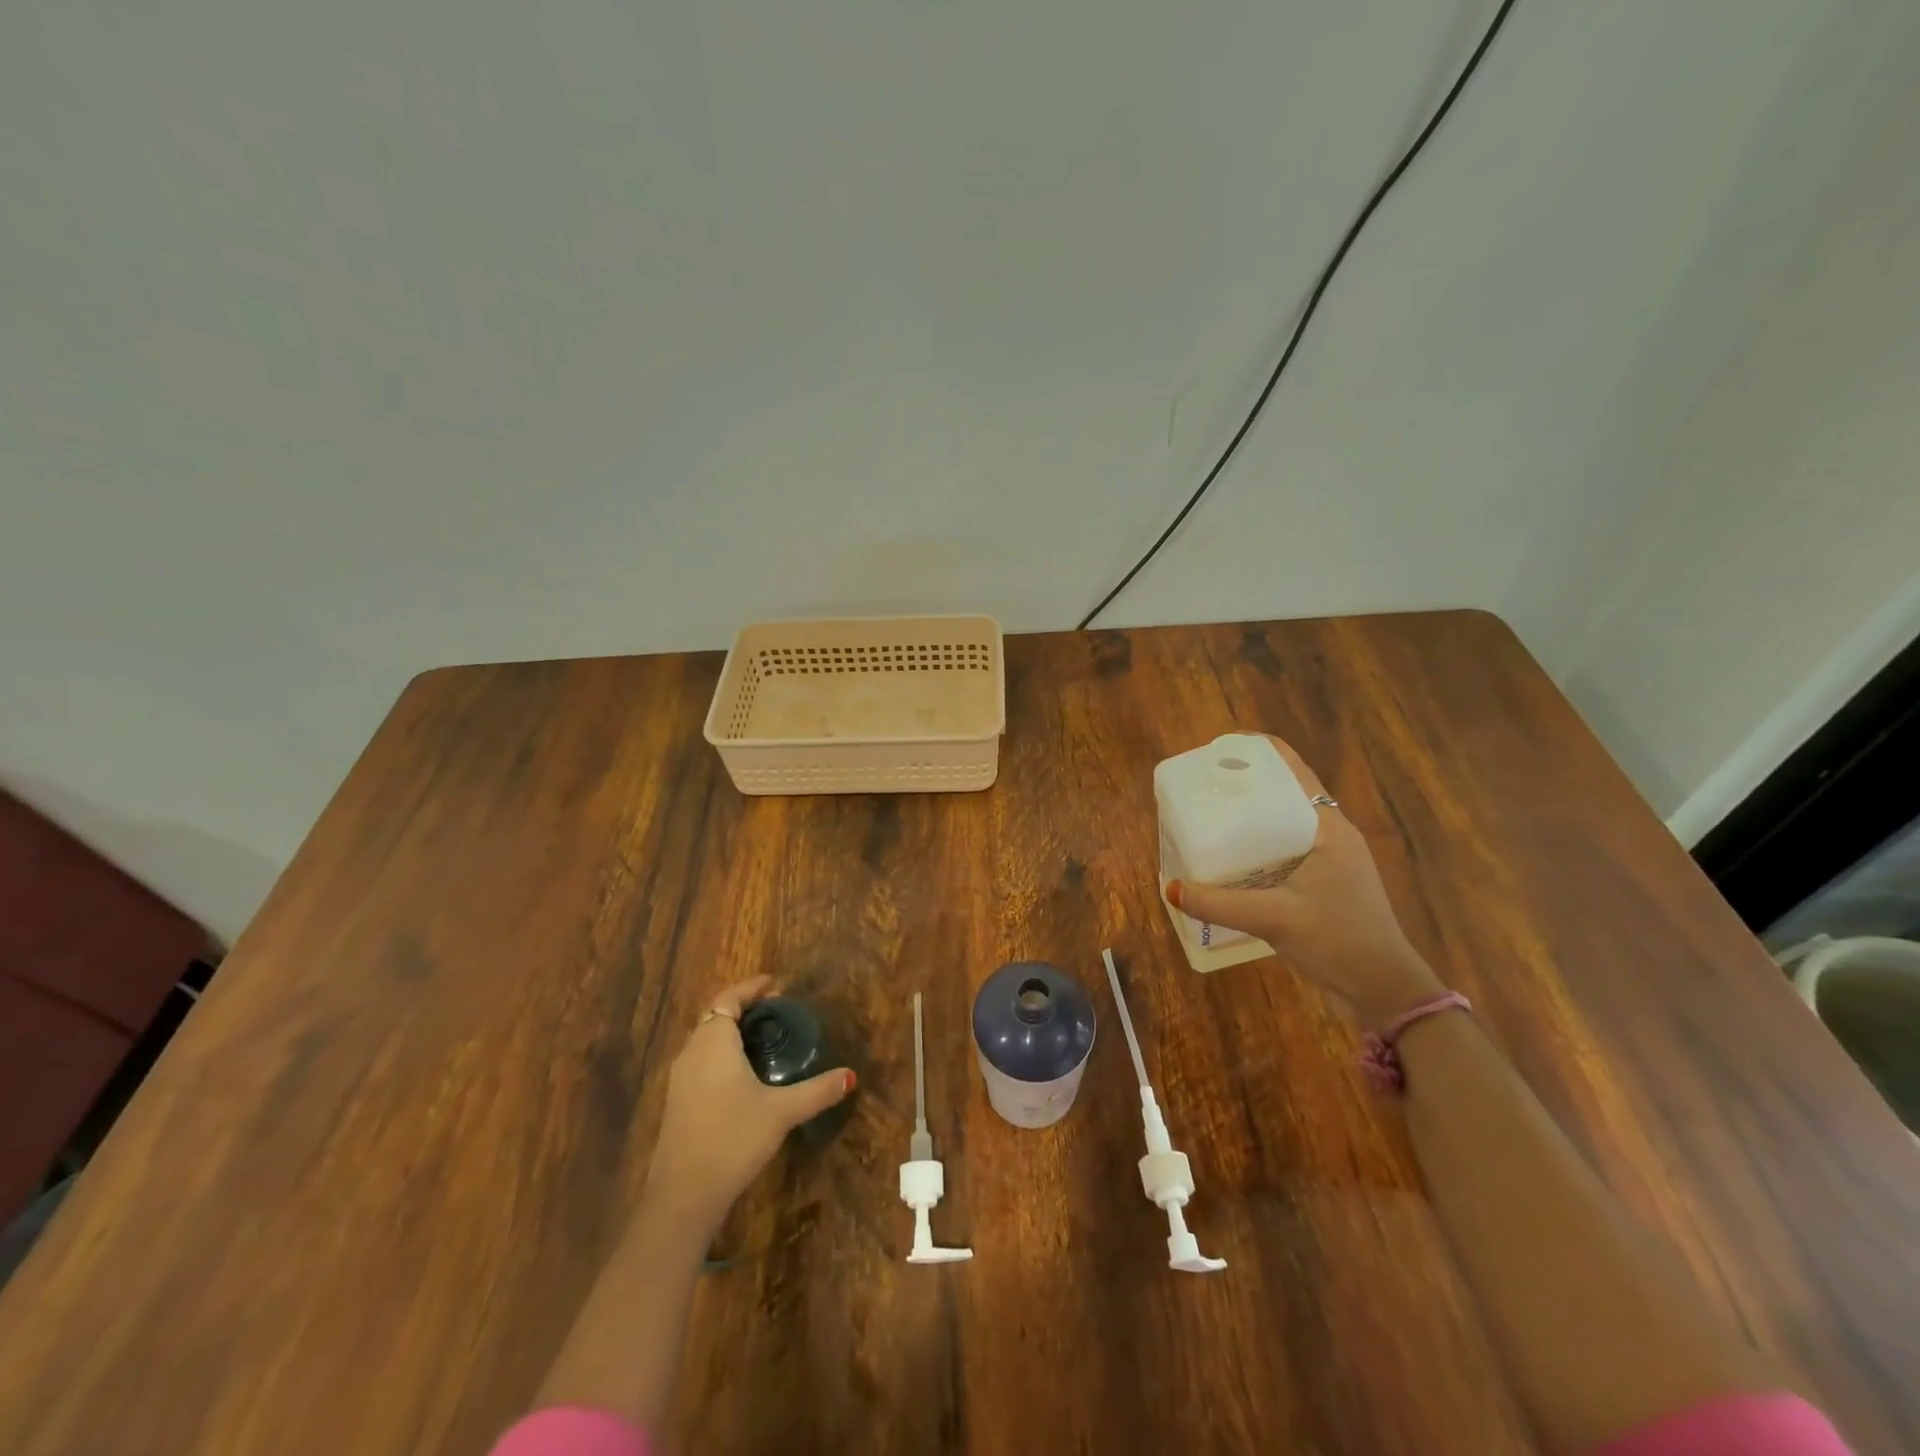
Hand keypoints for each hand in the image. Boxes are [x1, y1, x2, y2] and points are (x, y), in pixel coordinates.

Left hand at [643, 977, 855, 1232]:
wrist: (683, 1195)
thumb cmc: (733, 1138)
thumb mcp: (781, 1111)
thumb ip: (817, 1091)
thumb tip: (850, 1075)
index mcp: (713, 1042)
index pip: (728, 999)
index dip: (750, 988)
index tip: (774, 984)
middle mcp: (692, 1053)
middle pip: (715, 1017)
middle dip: (743, 1009)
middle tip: (775, 1011)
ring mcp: (680, 1080)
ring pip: (706, 1041)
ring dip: (731, 1033)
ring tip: (763, 1040)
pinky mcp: (678, 1104)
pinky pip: (701, 1063)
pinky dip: (722, 1056)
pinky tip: (743, 1077)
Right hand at [1167, 735, 1444, 1029]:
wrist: (1384, 991)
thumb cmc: (1338, 941)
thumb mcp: (1273, 918)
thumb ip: (1218, 903)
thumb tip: (1169, 888)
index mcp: (1327, 827)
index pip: (1293, 770)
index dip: (1257, 751)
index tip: (1218, 749)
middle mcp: (1330, 834)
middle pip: (1284, 792)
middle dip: (1245, 783)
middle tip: (1203, 785)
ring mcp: (1330, 859)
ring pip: (1284, 822)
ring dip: (1251, 816)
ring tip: (1209, 815)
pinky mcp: (1325, 882)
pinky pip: (1285, 849)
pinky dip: (1258, 845)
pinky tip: (1230, 858)